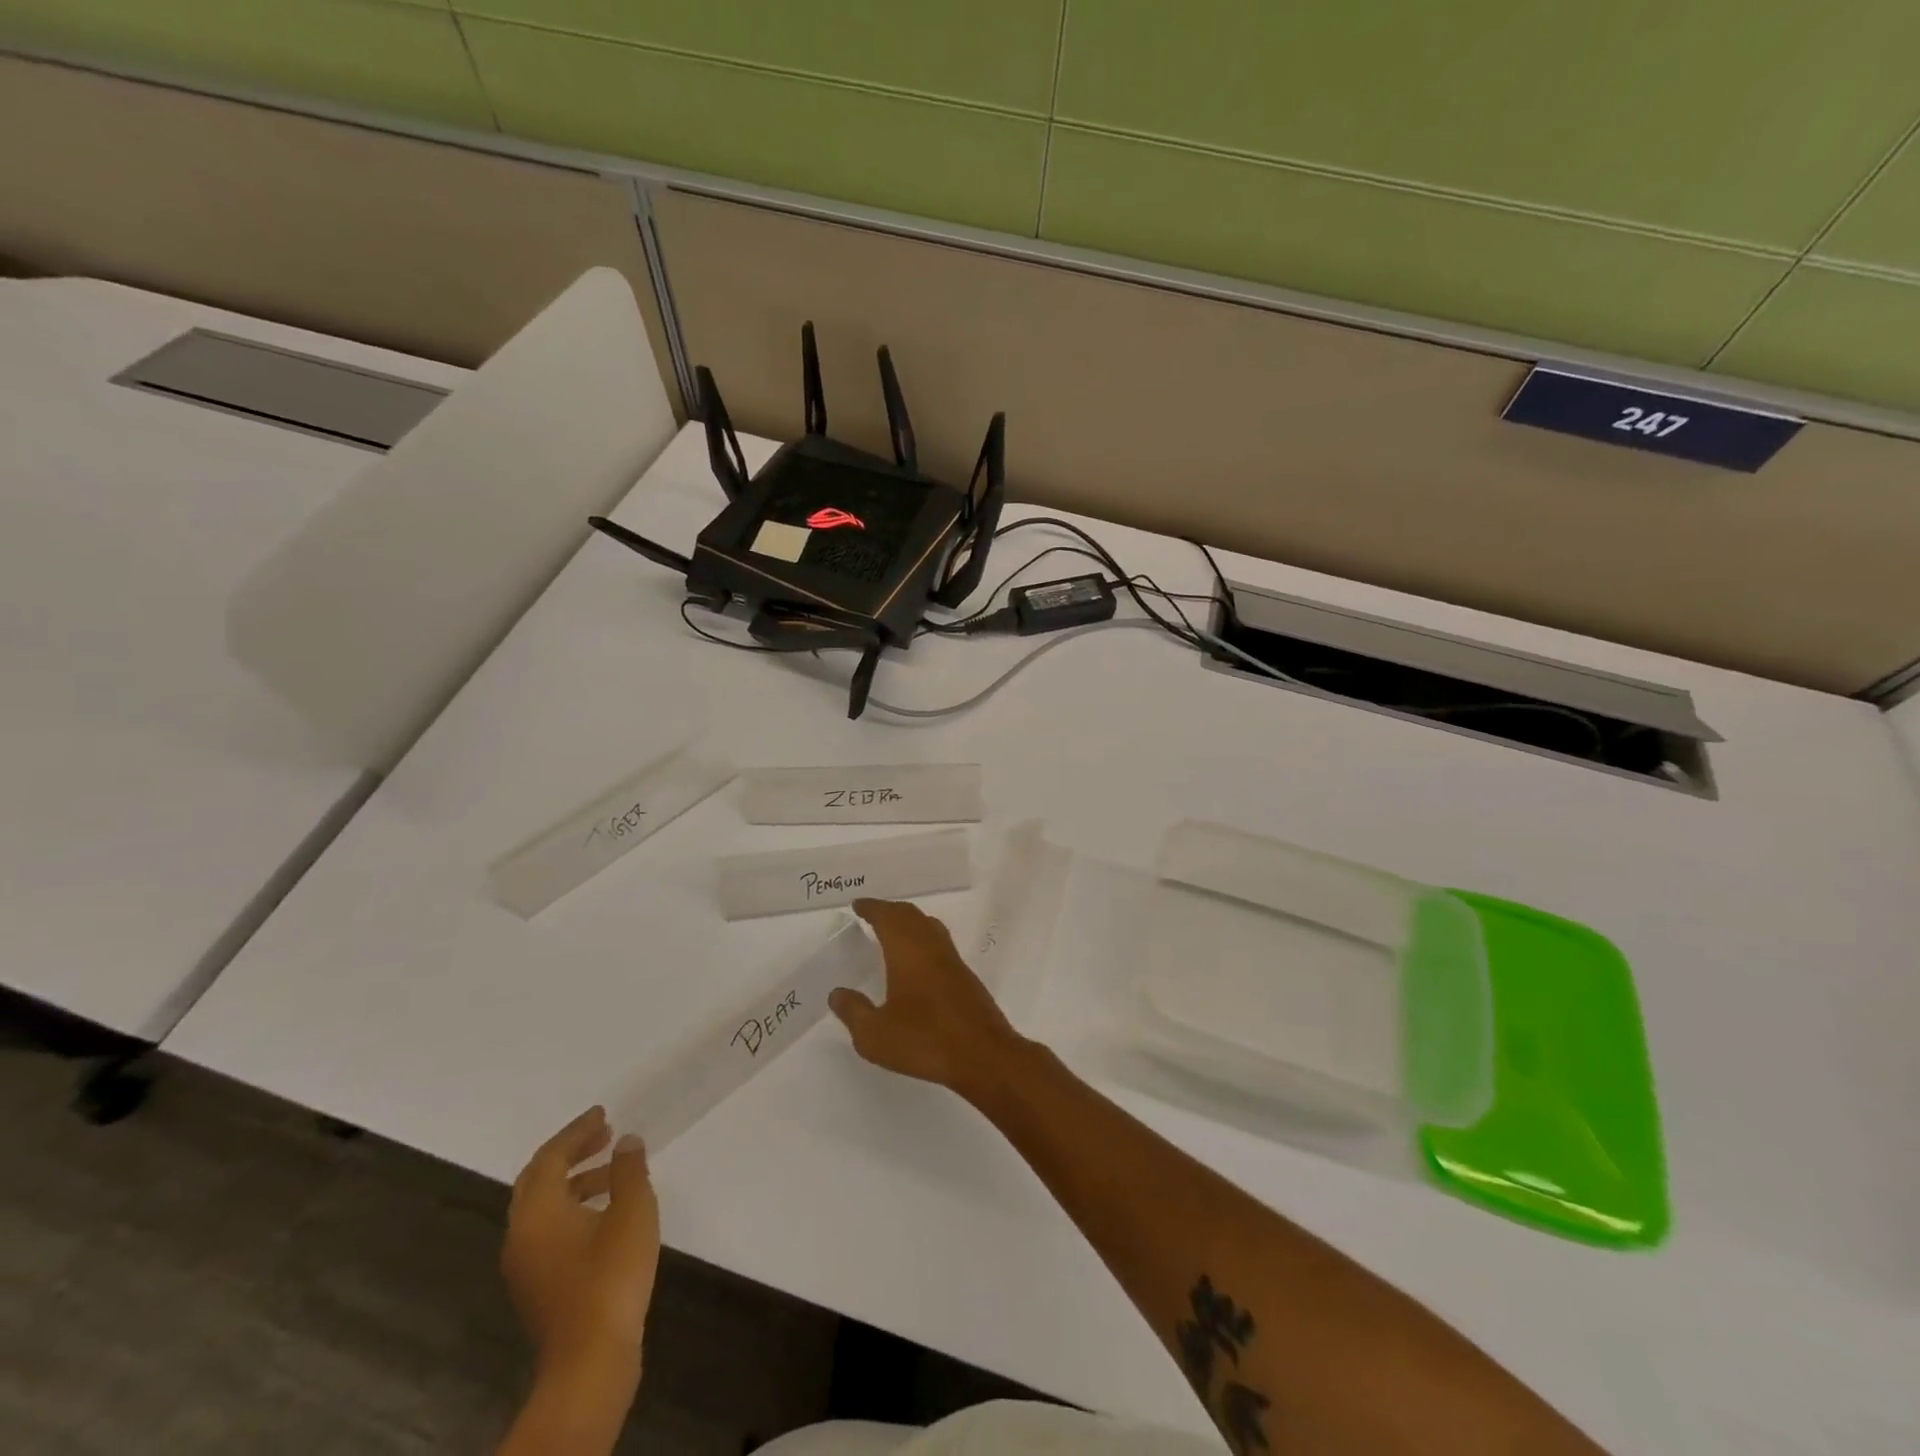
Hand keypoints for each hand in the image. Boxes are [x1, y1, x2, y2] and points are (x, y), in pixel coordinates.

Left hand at [502, 1107, 660, 1375]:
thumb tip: (626, 1142)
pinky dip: (573, 1208)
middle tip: (604, 1134)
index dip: (576, 1131)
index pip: (550, 1157)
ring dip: (575, 1181)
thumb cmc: (611, 1275)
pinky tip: (606, 1213)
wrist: (590, 1361)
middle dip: (571, 1153)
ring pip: (543, 1207)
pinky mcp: (538, 1286)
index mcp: (537, 1212)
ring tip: (613, 1171)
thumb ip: (629, 1170)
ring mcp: (525, 1265)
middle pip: (538, 1180)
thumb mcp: (632, 1210)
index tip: (603, 1114)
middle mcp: (521, 1235)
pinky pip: (548, 1230)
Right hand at [828, 898, 1026, 1103]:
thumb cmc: (925, 1040)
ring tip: (893, 931)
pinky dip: (923, 939)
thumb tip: (837, 993)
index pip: (887, 917)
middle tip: (872, 914)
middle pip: (910, 916)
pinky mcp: (966, 977)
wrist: (984, 1056)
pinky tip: (918, 962)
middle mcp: (932, 947)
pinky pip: (940, 944)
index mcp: (907, 951)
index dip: (872, 908)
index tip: (858, 904)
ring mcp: (953, 961)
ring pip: (929, 926)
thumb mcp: (875, 1034)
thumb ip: (854, 1012)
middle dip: (890, 910)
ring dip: (909, 922)